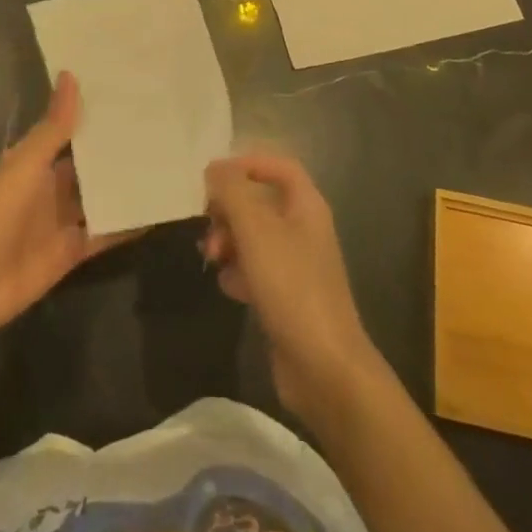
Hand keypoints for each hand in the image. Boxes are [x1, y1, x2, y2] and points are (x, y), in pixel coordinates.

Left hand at [0, 73, 131, 337]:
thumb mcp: (27, 164)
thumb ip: (54, 127)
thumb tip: (70, 75)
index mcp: (34, 162)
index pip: (68, 132)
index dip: (92, 116)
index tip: (127, 96)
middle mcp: (50, 187)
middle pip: (87, 166)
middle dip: (115, 151)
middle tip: (157, 128)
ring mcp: (63, 220)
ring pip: (99, 197)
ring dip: (124, 186)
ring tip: (164, 164)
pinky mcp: (74, 250)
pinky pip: (105, 233)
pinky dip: (126, 225)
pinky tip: (155, 212)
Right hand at [204, 153, 381, 420]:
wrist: (324, 368)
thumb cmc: (292, 287)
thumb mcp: (256, 230)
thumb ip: (232, 192)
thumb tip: (215, 168)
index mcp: (306, 206)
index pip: (279, 166)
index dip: (247, 163)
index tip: (214, 177)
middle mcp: (304, 229)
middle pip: (260, 201)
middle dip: (229, 208)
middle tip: (207, 222)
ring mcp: (297, 265)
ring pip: (253, 236)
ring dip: (228, 241)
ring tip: (212, 258)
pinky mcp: (287, 297)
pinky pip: (255, 270)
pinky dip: (238, 273)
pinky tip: (230, 288)